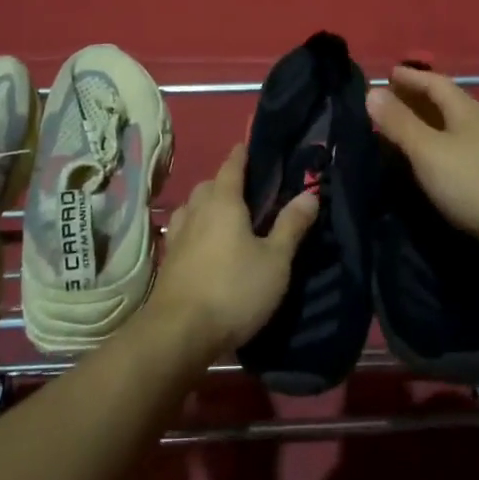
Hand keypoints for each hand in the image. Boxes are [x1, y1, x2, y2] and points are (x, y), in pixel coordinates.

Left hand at [147, 142, 319, 360]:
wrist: (178, 334)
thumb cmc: (233, 290)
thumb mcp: (275, 261)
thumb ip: (291, 226)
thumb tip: (310, 194)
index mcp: (224, 202)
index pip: (232, 166)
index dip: (242, 154)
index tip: (249, 146)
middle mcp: (197, 211)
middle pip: (209, 185)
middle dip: (225, 181)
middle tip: (247, 190)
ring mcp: (178, 236)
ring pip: (192, 207)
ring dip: (207, 204)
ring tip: (225, 217)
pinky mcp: (168, 261)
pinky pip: (184, 231)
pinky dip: (196, 228)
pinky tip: (205, 245)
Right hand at [368, 66, 478, 257]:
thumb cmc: (474, 184)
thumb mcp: (429, 151)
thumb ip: (400, 123)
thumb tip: (372, 91)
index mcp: (466, 109)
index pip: (434, 82)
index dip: (409, 77)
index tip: (386, 74)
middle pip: (443, 103)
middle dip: (415, 99)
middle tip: (385, 102)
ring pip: (450, 128)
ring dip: (424, 125)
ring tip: (398, 131)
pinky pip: (455, 150)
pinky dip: (435, 147)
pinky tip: (425, 162)